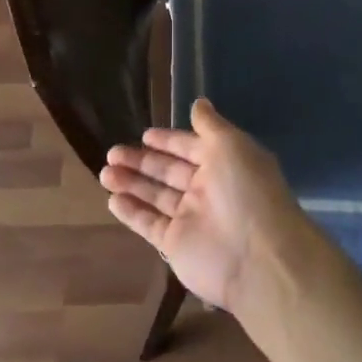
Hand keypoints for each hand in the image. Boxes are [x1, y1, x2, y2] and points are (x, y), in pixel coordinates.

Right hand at [99, 98, 320, 313]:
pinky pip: (150, 224)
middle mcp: (207, 189)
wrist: (258, 258)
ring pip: (155, 196)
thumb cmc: (246, 191)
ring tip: (104, 172)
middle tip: (112, 152)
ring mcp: (190, 218)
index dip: (168, 141)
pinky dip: (132, 212)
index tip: (144, 135)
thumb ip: (210, 125)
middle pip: (169, 171)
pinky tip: (112, 200)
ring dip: (131, 183)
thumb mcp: (231, 146)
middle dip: (142, 161)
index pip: (189, 147)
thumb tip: (199, 103)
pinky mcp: (176, 245)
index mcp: (223, 163)